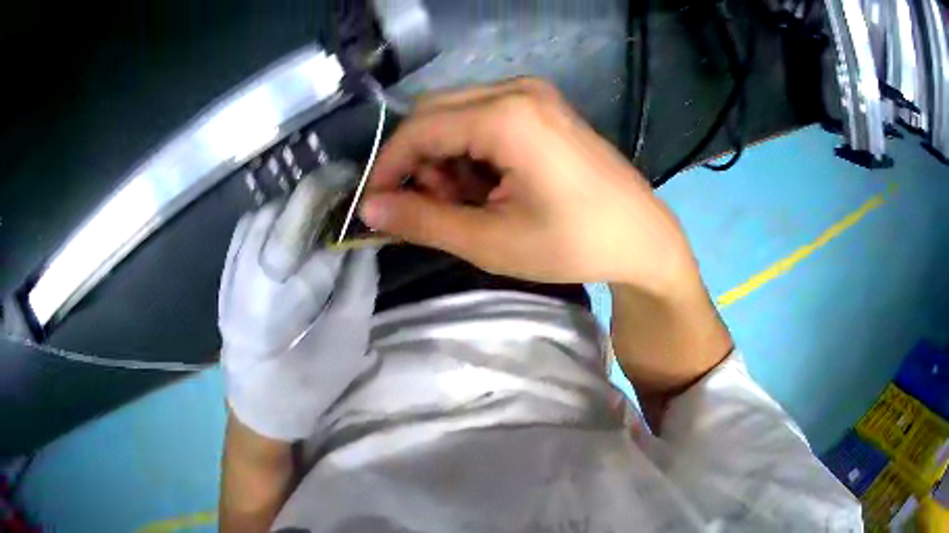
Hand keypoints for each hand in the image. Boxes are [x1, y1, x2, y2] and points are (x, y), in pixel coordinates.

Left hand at [219, 180, 378, 441]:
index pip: (307, 232)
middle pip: (279, 215)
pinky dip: (272, 216)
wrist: (260, 405)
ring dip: (294, 204)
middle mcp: (247, 281)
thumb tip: (366, 234)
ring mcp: (230, 275)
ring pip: (260, 216)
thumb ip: (358, 282)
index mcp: (280, 304)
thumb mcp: (348, 339)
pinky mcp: (225, 275)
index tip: (360, 183)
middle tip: (347, 186)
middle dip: (317, 191)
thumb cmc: (309, 382)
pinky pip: (245, 229)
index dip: (334, 199)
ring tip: (322, 209)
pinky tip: (290, 226)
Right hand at [360, 78, 695, 292]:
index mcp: (507, 115)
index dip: (387, 167)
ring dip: (444, 158)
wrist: (642, 237)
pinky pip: (483, 116)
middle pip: (434, 113)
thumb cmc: (575, 243)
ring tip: (467, 203)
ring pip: (456, 114)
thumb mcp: (492, 240)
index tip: (373, 206)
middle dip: (418, 162)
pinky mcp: (542, 105)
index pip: (418, 129)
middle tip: (429, 208)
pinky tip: (489, 185)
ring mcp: (533, 93)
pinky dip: (470, 151)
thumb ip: (423, 220)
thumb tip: (369, 209)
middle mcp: (517, 89)